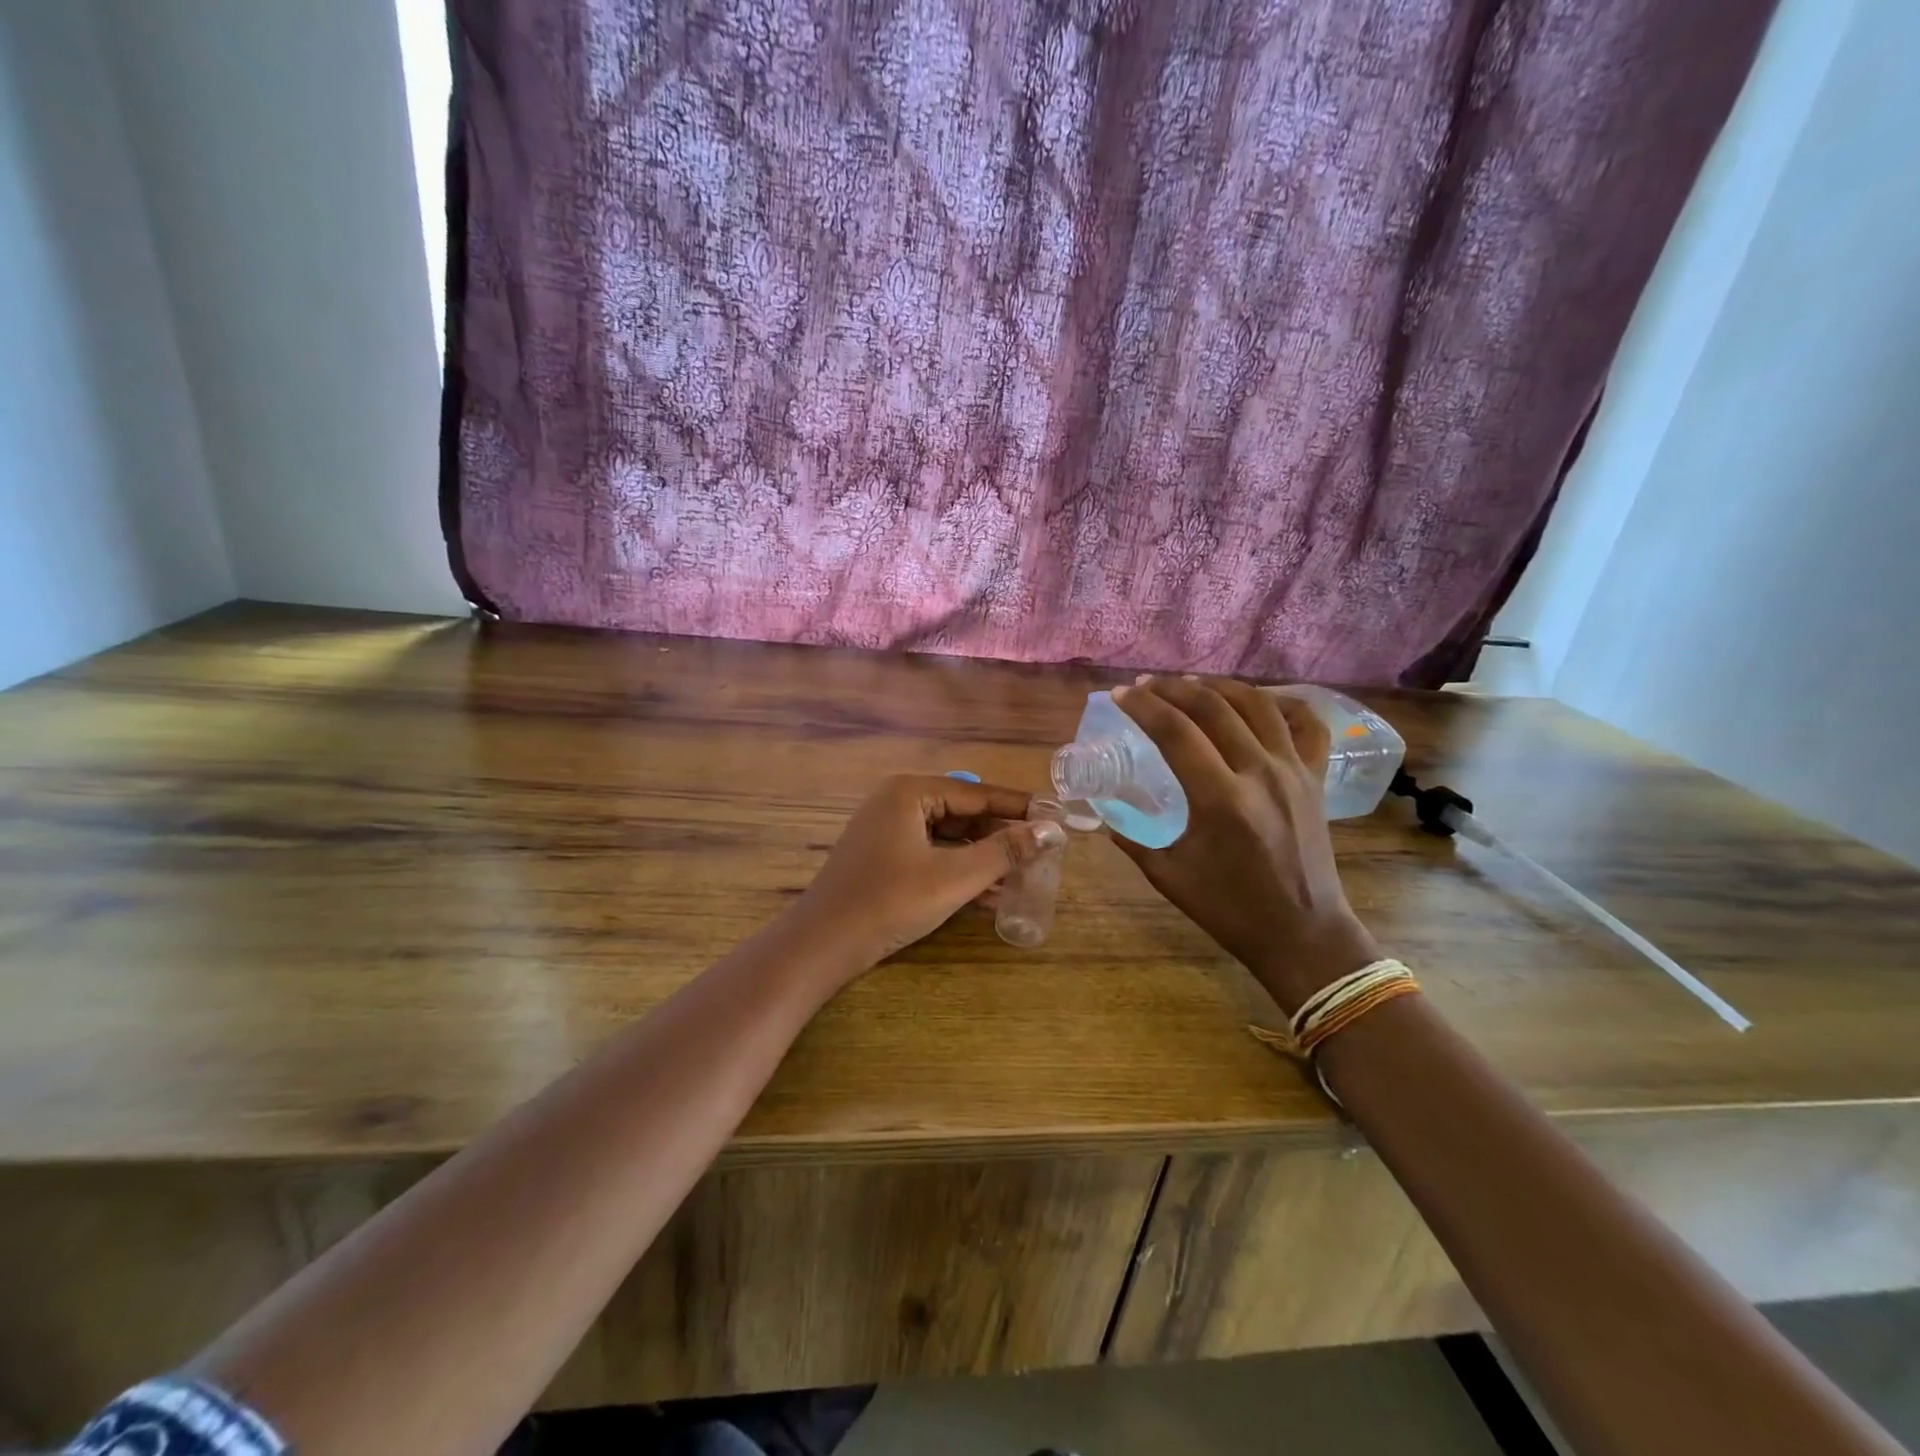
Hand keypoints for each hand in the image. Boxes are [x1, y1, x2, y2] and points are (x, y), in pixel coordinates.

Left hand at [793, 774, 1068, 972]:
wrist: (822, 945)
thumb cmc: (889, 902)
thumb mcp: (954, 877)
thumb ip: (1004, 852)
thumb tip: (1051, 831)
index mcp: (911, 792)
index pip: (979, 794)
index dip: (1021, 807)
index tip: (1058, 816)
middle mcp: (897, 802)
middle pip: (964, 814)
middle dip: (1002, 836)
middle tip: (1044, 851)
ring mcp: (887, 830)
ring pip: (949, 838)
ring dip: (984, 858)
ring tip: (1025, 876)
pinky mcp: (883, 858)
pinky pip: (931, 855)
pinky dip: (959, 871)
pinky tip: (991, 895)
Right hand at [1109, 676, 1378, 1013]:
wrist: (1301, 933)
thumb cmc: (1230, 909)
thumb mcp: (1168, 876)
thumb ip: (1133, 840)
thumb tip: (1106, 817)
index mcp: (1219, 799)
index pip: (1174, 732)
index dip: (1143, 707)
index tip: (1121, 695)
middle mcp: (1259, 773)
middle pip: (1213, 707)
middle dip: (1173, 689)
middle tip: (1147, 685)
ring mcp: (1293, 772)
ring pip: (1257, 705)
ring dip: (1219, 687)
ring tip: (1191, 685)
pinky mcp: (1315, 778)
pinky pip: (1306, 724)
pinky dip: (1282, 703)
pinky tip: (1258, 700)